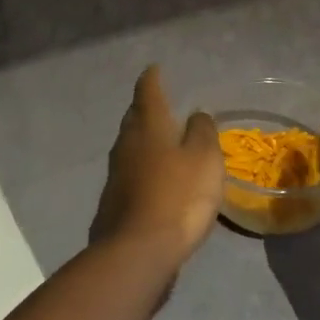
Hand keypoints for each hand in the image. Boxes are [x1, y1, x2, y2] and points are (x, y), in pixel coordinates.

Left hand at [90, 66, 224, 270]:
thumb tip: (196, 116)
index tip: (155, 68)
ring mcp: (116, 173)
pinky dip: (142, 166)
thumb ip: (202, 132)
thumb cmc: (178, 196)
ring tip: (160, 139)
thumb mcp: (204, 159)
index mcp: (148, 126)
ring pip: (130, 144)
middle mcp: (126, 143)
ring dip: (143, 138)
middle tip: (160, 102)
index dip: (152, 78)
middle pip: (134, 117)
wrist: (138, 251)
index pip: (148, 91)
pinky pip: (130, 172)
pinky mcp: (114, 200)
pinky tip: (154, 177)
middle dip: (146, 107)